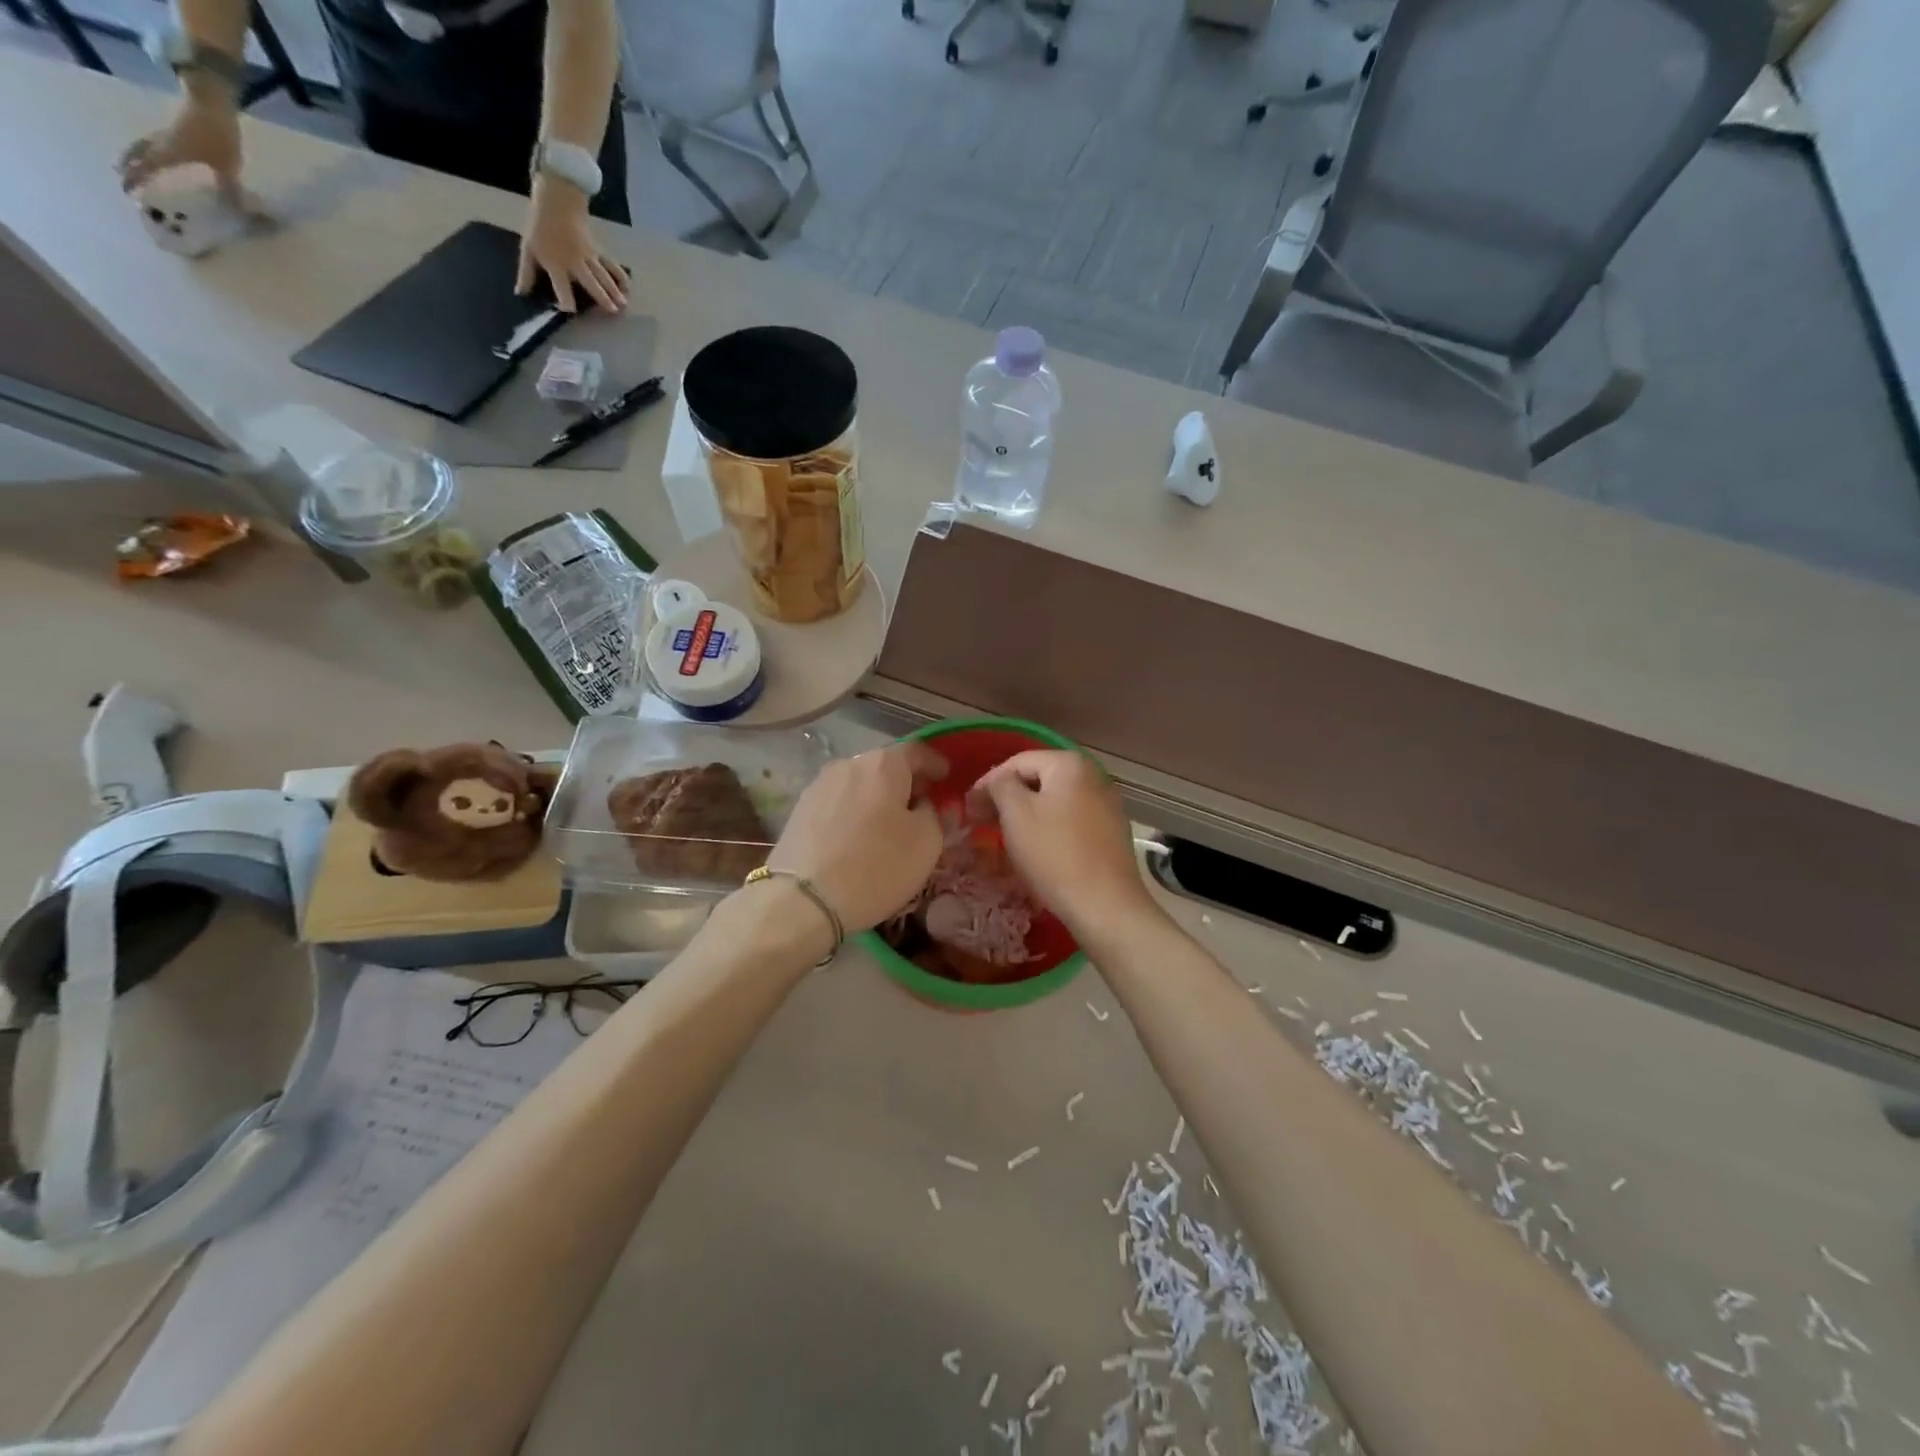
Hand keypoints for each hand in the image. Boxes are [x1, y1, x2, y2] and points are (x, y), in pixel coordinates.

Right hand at [118, 96, 243, 196]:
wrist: (210, 104)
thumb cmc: (217, 138)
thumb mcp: (228, 169)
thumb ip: (230, 190)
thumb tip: (237, 213)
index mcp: (169, 154)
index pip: (147, 169)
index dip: (136, 179)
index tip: (127, 190)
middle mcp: (160, 144)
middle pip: (137, 155)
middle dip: (128, 167)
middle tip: (122, 178)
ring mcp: (163, 134)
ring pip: (141, 146)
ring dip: (133, 156)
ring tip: (128, 165)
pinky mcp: (171, 130)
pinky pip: (153, 142)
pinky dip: (146, 149)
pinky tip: (151, 153)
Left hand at [517, 177, 628, 313]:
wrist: (556, 201)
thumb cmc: (540, 226)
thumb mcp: (528, 249)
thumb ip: (527, 273)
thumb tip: (521, 293)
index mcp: (556, 264)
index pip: (561, 286)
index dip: (565, 300)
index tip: (569, 311)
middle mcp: (575, 263)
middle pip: (590, 282)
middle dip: (602, 296)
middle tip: (612, 311)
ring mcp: (588, 257)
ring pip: (603, 275)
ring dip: (614, 290)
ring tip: (623, 304)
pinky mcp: (597, 251)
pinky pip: (610, 265)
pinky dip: (620, 274)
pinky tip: (628, 286)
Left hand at [765, 743, 947, 933]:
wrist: (802, 901)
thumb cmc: (876, 867)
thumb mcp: (926, 843)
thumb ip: (934, 815)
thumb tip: (922, 806)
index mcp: (883, 765)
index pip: (917, 751)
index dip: (935, 763)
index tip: (946, 778)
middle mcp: (848, 765)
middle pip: (884, 766)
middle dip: (905, 782)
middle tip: (921, 805)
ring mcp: (819, 786)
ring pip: (859, 784)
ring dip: (877, 798)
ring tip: (888, 824)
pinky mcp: (798, 811)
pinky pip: (838, 803)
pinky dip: (854, 813)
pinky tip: (858, 837)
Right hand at [966, 750, 1156, 938]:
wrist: (1104, 905)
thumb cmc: (1054, 853)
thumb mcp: (1016, 813)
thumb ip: (1000, 785)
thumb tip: (997, 781)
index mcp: (1070, 764)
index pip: (1017, 762)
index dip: (988, 782)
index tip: (968, 808)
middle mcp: (1094, 776)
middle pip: (1038, 780)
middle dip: (1007, 799)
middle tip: (981, 822)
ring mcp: (1107, 805)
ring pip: (1054, 802)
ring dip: (1027, 815)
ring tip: (1004, 836)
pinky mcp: (1111, 833)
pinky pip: (1070, 821)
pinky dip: (1048, 829)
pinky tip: (1036, 849)